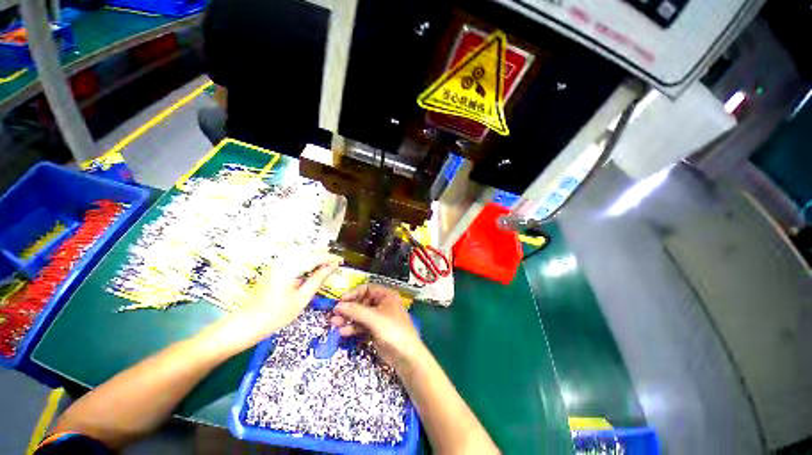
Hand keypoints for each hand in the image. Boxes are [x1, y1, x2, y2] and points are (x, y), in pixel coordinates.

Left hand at [220, 252, 340, 348]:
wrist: (247, 323)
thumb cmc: (277, 314)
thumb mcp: (302, 298)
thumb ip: (318, 279)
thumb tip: (332, 266)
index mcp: (290, 268)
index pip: (315, 257)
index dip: (330, 257)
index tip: (341, 261)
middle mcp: (282, 260)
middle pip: (308, 249)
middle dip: (323, 253)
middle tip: (335, 261)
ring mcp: (276, 262)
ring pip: (300, 250)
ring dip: (314, 254)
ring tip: (326, 262)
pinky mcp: (273, 267)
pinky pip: (293, 256)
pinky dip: (305, 257)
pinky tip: (310, 265)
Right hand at [331, 284, 422, 367]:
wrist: (405, 355)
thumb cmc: (393, 330)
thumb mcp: (374, 318)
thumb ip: (355, 311)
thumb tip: (338, 305)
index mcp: (386, 295)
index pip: (367, 288)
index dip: (353, 293)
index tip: (340, 301)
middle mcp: (382, 304)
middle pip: (362, 302)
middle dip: (349, 308)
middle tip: (335, 314)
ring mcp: (379, 317)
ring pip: (360, 314)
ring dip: (348, 318)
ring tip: (335, 324)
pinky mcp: (376, 330)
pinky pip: (362, 325)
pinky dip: (353, 328)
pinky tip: (343, 332)